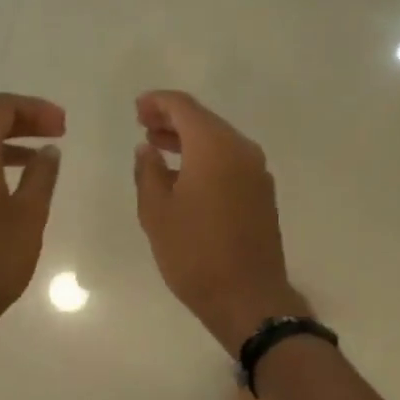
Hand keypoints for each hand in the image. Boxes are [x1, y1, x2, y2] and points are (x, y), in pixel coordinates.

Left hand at [0, 93, 64, 336]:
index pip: (0, 108)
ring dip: (11, 145)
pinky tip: (19, 187)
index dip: (35, 109)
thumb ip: (41, 176)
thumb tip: (48, 151)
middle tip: (60, 133)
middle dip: (25, 123)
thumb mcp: (29, 214)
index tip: (64, 126)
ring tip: (44, 160)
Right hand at [132, 90, 306, 350]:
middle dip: (173, 119)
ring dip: (189, 140)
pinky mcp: (262, 193)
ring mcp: (257, 172)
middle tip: (143, 125)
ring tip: (158, 147)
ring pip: (219, 141)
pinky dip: (206, 158)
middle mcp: (242, 150)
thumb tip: (148, 148)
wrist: (249, 298)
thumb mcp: (156, 212)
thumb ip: (148, 172)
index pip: (184, 107)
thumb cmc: (195, 253)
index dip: (158, 102)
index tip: (137, 109)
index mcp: (215, 147)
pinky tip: (185, 175)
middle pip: (205, 121)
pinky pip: (231, 161)